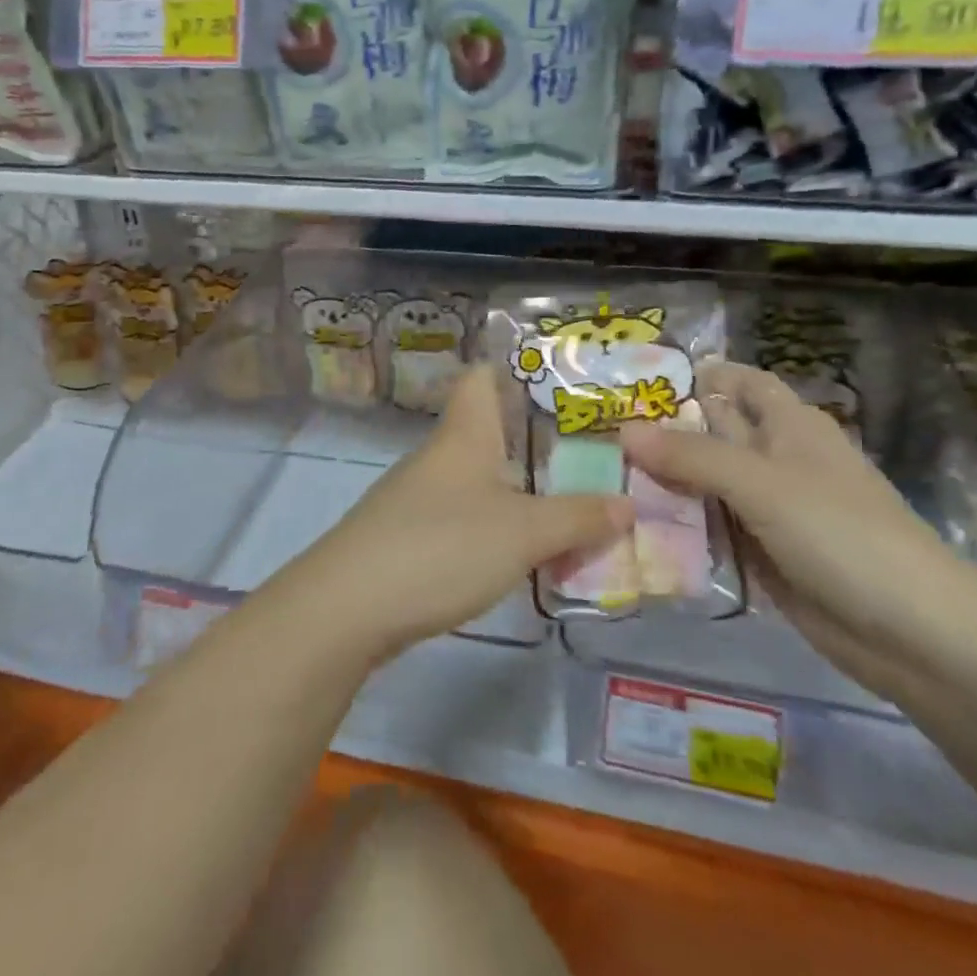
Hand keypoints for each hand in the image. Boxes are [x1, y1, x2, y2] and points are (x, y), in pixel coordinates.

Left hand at [288, 365, 632, 659]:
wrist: (348, 607)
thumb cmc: (442, 546)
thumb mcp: (522, 533)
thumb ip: (577, 517)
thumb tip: (628, 502)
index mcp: (464, 435)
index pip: (481, 377)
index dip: (515, 368)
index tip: (562, 378)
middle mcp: (439, 456)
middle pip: (487, 430)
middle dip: (535, 439)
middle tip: (589, 451)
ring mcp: (417, 497)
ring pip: (478, 478)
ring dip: (520, 488)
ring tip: (570, 502)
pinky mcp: (408, 536)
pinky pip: (464, 517)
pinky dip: (496, 525)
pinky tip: (522, 549)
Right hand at [621, 360, 976, 699]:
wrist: (914, 634)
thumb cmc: (842, 533)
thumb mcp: (761, 484)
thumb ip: (691, 456)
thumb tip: (623, 430)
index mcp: (790, 426)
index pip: (742, 383)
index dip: (702, 374)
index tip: (642, 376)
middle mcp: (777, 460)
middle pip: (715, 432)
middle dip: (666, 429)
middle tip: (599, 428)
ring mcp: (769, 510)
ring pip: (707, 483)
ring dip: (665, 480)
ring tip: (601, 474)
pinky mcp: (763, 554)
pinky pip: (713, 528)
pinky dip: (680, 524)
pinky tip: (635, 523)